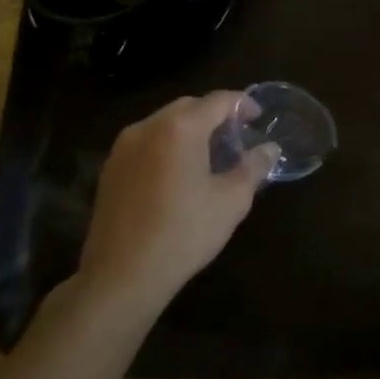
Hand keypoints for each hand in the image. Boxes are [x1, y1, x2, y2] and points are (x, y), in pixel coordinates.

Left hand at [75, 92, 277, 324]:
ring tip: (209, 153)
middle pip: (189, 106)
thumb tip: (270, 149)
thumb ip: (253, 167)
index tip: (258, 119)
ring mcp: (123, 149)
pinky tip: (179, 173)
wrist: (120, 278)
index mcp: (180, 128)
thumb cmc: (184, 233)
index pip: (219, 100)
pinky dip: (167, 145)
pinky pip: (146, 143)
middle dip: (215, 115)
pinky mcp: (109, 171)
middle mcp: (148, 128)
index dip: (243, 104)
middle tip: (236, 135)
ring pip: (164, 123)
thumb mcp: (232, 200)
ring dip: (189, 129)